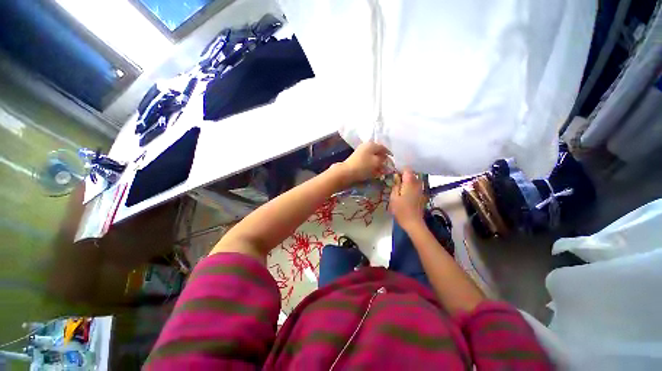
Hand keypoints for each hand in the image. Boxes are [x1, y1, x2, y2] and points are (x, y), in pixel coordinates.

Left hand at [338, 141, 390, 184]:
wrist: (347, 172)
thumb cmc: (363, 166)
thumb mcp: (376, 162)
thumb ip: (383, 159)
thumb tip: (385, 158)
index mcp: (371, 144)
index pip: (383, 148)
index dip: (389, 154)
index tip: (393, 161)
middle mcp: (366, 147)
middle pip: (378, 153)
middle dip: (383, 161)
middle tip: (388, 168)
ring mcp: (360, 153)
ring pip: (372, 158)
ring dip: (378, 165)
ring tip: (382, 172)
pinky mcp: (357, 160)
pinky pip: (367, 162)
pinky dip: (372, 167)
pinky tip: (375, 173)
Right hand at [389, 168, 426, 230]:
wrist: (413, 223)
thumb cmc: (401, 210)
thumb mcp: (393, 197)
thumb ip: (396, 185)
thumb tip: (396, 176)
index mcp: (410, 183)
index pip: (407, 169)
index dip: (400, 170)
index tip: (394, 175)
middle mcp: (417, 184)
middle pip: (411, 174)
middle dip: (403, 175)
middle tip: (394, 181)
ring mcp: (421, 189)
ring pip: (414, 180)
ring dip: (407, 181)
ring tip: (399, 187)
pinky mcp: (422, 195)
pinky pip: (416, 186)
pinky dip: (410, 186)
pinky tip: (404, 192)